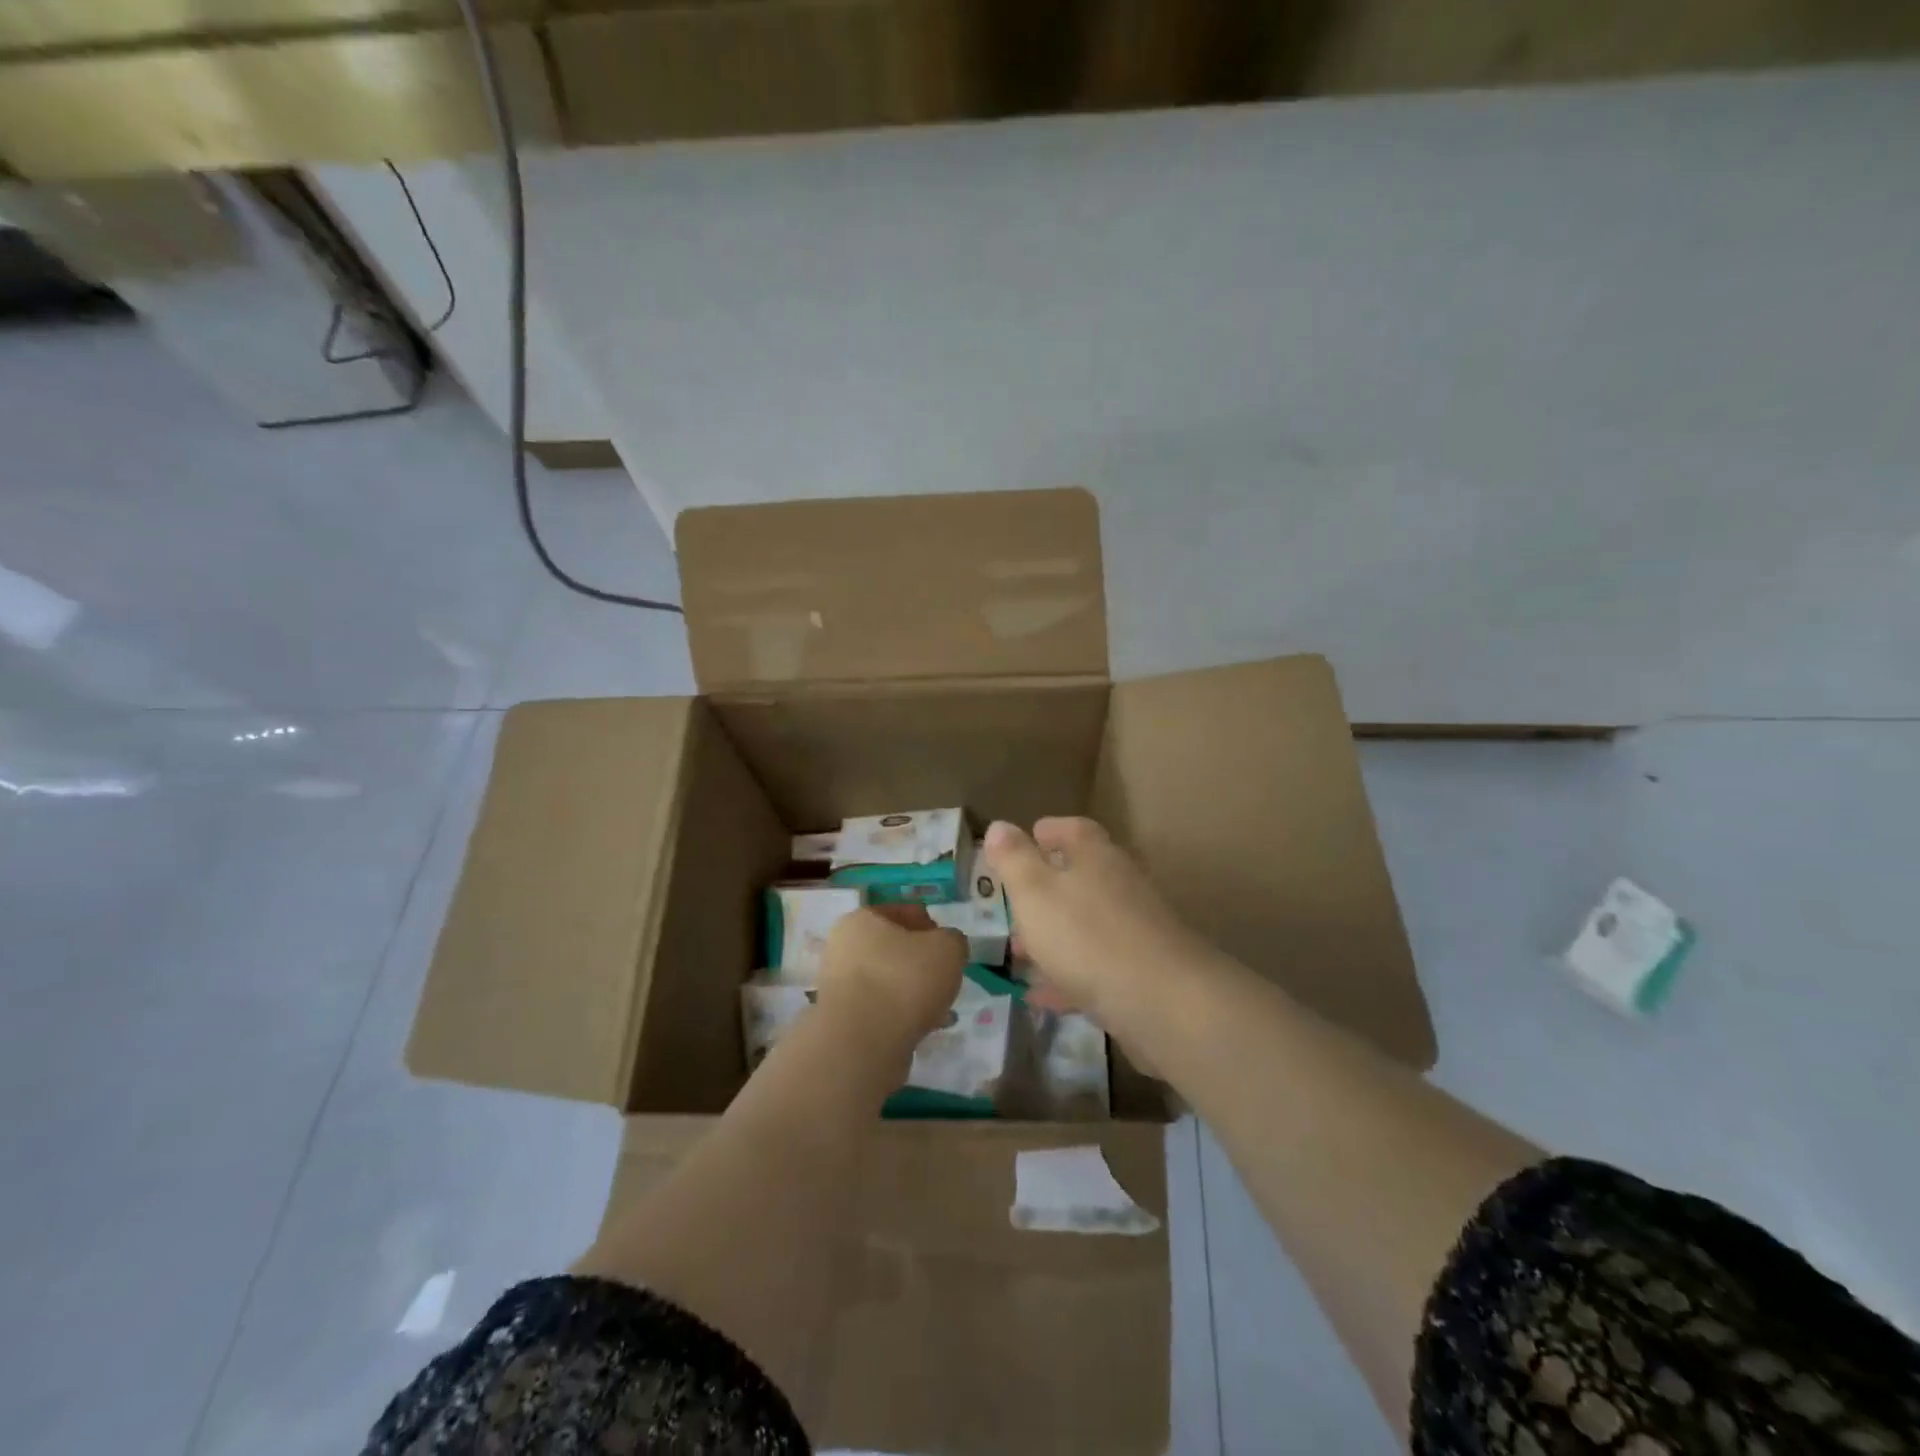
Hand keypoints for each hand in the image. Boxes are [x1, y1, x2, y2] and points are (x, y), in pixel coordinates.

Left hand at [815, 905, 965, 1050]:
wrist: (863, 1043)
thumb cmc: (905, 980)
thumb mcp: (948, 948)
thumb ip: (953, 941)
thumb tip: (947, 947)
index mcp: (862, 920)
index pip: (902, 912)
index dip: (930, 925)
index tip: (948, 945)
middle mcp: (844, 948)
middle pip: (893, 949)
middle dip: (921, 962)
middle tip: (945, 975)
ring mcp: (840, 987)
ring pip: (888, 981)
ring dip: (913, 991)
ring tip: (942, 1007)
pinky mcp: (844, 1021)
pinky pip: (882, 1010)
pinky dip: (903, 1015)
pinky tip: (927, 1027)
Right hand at [982, 817, 1212, 1029]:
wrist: (1162, 1002)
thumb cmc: (1087, 936)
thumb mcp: (1035, 893)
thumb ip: (1014, 859)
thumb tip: (998, 825)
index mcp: (1096, 857)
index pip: (1074, 830)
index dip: (1051, 831)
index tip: (1030, 836)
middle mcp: (1120, 886)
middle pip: (1081, 878)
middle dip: (1045, 889)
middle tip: (1013, 903)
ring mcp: (1135, 930)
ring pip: (1086, 925)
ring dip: (1053, 935)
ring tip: (1018, 952)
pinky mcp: (1141, 972)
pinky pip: (1095, 967)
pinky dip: (1067, 976)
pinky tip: (1040, 995)